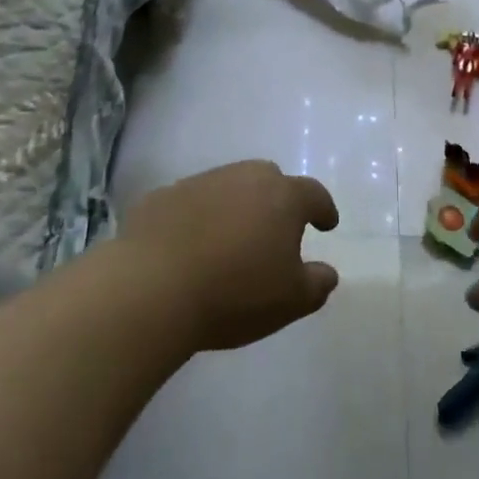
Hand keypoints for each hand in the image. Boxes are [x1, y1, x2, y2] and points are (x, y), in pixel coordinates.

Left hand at [120, 160, 340, 351]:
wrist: (152, 287)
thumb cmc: (235, 292)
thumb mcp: (291, 301)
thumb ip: (316, 284)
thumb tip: (326, 272)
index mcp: (282, 197)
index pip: (313, 194)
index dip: (323, 209)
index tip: (327, 223)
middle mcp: (244, 177)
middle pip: (269, 179)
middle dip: (278, 200)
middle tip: (276, 228)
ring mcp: (200, 182)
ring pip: (228, 186)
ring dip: (235, 206)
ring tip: (230, 239)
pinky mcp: (162, 196)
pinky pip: (191, 202)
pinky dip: (197, 217)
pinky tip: (190, 244)